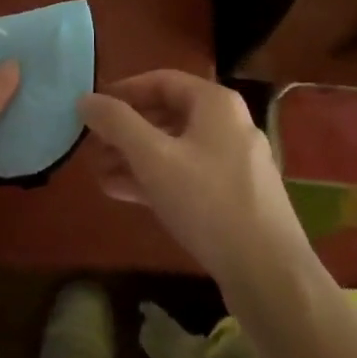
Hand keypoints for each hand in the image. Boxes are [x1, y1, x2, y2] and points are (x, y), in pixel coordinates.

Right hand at [78, 69, 307, 292]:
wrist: (271, 277)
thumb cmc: (208, 203)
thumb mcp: (154, 158)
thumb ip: (117, 124)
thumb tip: (85, 99)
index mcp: (215, 103)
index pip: (161, 80)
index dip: (123, 91)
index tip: (93, 108)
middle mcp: (229, 125)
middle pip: (167, 114)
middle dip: (126, 130)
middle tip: (92, 145)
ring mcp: (234, 163)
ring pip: (175, 149)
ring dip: (135, 157)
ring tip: (98, 172)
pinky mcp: (235, 198)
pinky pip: (187, 176)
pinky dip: (156, 179)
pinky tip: (124, 193)